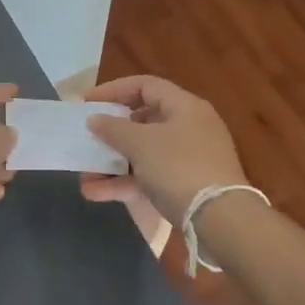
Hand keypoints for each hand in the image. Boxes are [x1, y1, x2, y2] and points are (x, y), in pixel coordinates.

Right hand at [78, 75, 247, 226]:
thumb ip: (113, 128)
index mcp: (184, 107)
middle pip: (143, 121)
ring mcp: (189, 158)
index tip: (87, 103)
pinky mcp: (186, 185)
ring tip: (84, 176)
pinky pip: (149, 177)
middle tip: (87, 138)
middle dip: (110, 133)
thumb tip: (95, 119)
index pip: (145, 85)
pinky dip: (125, 183)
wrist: (220, 219)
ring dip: (112, 163)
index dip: (114, 90)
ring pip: (143, 153)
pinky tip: (96, 194)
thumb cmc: (178, 167)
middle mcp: (189, 127)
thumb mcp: (140, 144)